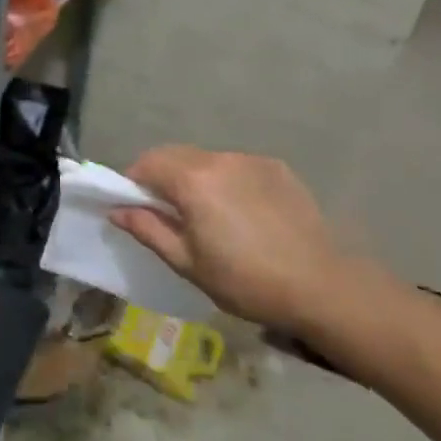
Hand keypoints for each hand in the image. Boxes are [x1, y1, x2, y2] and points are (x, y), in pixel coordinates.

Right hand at [109, 146, 357, 332]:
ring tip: (205, 214)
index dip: (132, 182)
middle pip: (174, 155)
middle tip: (165, 212)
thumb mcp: (188, 263)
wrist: (323, 286)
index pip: (147, 163)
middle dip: (160, 176)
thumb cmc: (246, 281)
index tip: (133, 207)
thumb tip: (117, 210)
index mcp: (193, 181)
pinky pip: (236, 166)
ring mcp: (251, 160)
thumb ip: (148, 230)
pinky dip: (224, 180)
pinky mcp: (277, 168)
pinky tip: (240, 213)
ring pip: (205, 159)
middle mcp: (220, 159)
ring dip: (193, 177)